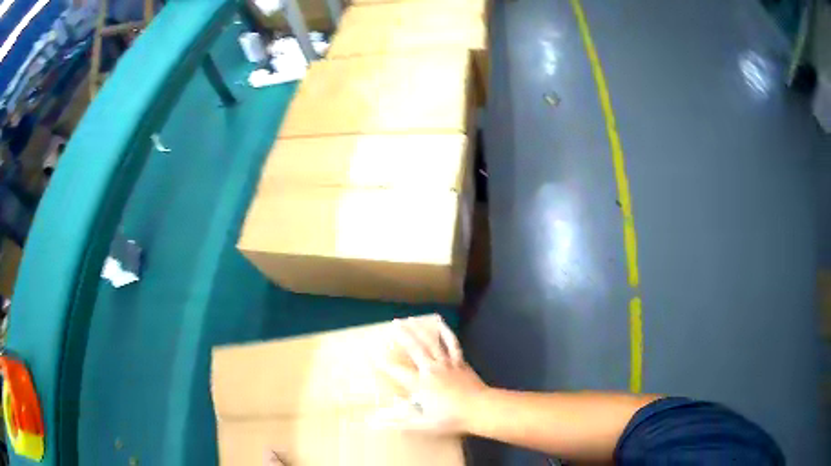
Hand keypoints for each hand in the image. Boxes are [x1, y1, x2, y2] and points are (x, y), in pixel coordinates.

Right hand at [373, 316, 487, 434]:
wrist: (481, 409)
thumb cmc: (451, 418)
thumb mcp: (423, 424)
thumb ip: (399, 421)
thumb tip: (376, 421)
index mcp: (420, 384)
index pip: (396, 371)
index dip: (381, 361)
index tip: (370, 351)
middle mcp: (431, 369)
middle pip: (414, 348)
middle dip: (402, 335)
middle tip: (393, 323)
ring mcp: (447, 363)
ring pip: (431, 342)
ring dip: (419, 330)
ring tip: (410, 320)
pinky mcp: (460, 362)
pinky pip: (452, 344)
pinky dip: (445, 333)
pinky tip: (440, 324)